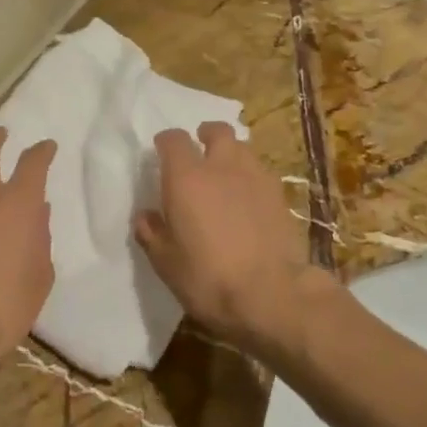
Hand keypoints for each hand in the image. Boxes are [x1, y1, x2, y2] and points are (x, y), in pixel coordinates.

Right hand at [133, 122, 315, 356]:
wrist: (271, 295)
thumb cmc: (208, 278)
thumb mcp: (166, 263)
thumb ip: (152, 233)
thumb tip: (145, 216)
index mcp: (187, 177)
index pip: (173, 139)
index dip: (166, 143)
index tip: (162, 154)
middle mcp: (222, 167)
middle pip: (217, 131)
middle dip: (206, 136)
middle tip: (200, 151)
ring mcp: (256, 177)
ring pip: (243, 149)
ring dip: (231, 154)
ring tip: (226, 174)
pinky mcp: (280, 195)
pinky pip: (261, 173)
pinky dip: (251, 177)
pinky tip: (249, 199)